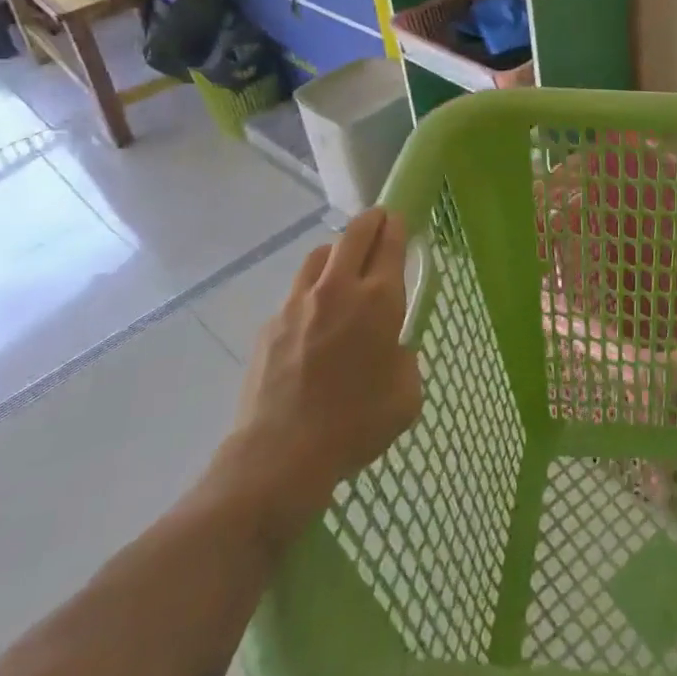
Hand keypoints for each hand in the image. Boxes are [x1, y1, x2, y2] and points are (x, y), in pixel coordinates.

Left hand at [215, 208, 423, 543]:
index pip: (390, 242)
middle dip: (370, 220)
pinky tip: (314, 320)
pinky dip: (311, 291)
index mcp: (378, 300)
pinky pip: (296, 292)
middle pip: (354, 233)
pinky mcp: (270, 324)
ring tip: (343, 267)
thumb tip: (392, 348)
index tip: (400, 220)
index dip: (397, 225)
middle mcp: (338, 289)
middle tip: (379, 221)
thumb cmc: (356, 424)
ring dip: (337, 252)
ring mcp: (298, 303)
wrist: (280, 456)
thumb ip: (405, 358)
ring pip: (319, 255)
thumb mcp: (406, 394)